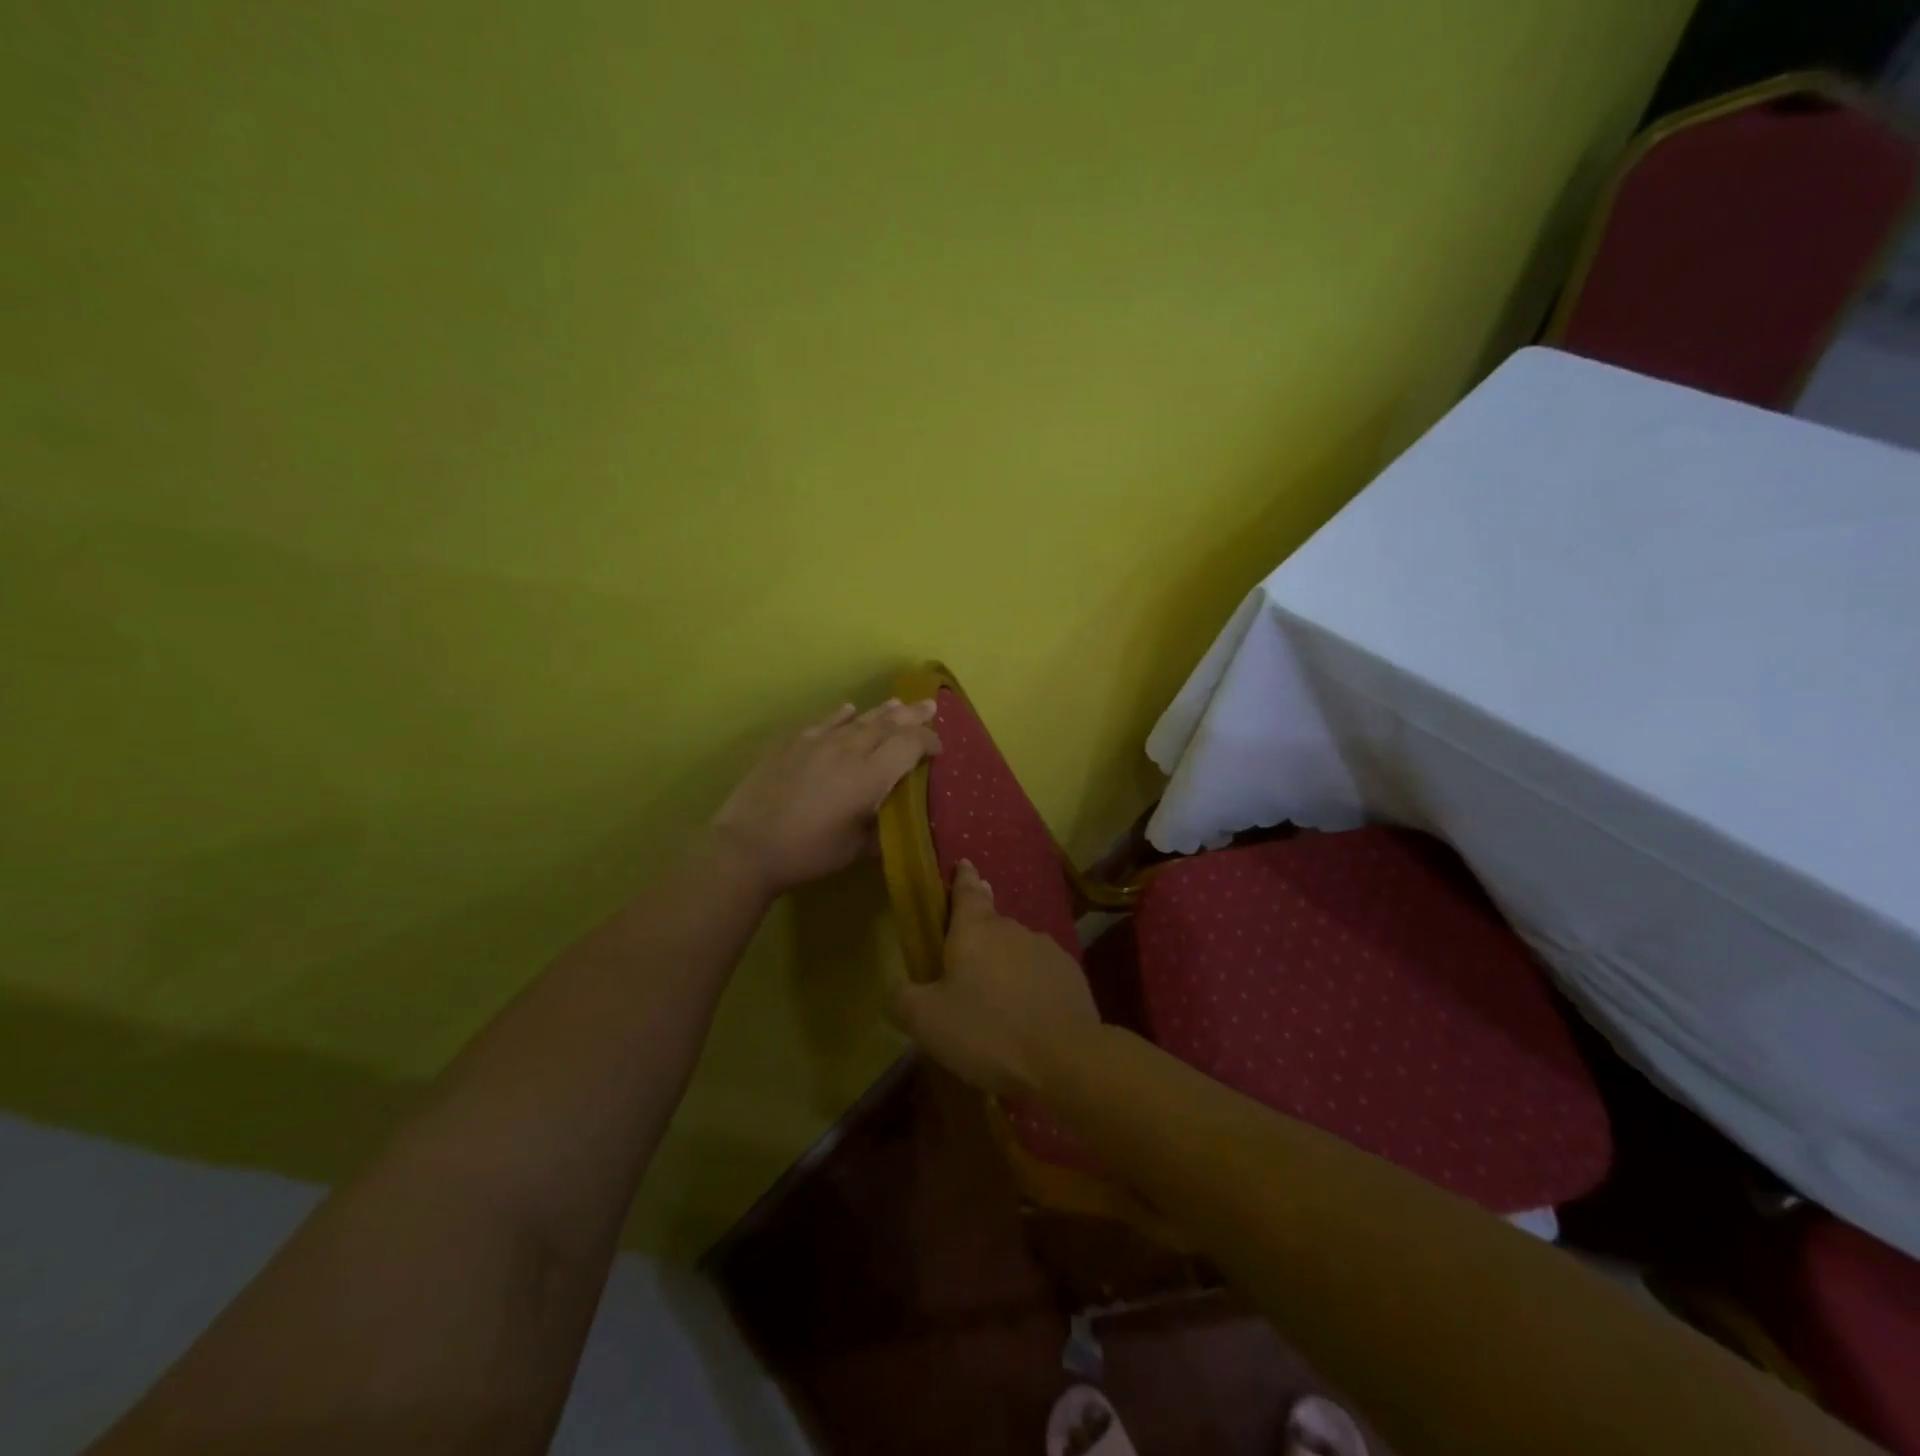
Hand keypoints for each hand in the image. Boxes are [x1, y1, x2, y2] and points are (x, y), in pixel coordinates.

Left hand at [711, 698, 940, 897]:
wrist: (748, 845)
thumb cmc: (808, 852)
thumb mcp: (856, 849)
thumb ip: (881, 829)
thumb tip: (896, 821)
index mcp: (870, 777)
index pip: (909, 745)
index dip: (928, 741)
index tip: (938, 748)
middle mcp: (849, 750)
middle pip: (887, 724)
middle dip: (912, 716)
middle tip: (929, 706)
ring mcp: (818, 742)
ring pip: (858, 719)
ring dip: (882, 711)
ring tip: (898, 703)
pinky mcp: (792, 743)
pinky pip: (824, 722)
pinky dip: (840, 715)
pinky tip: (848, 708)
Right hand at [889, 860, 1098, 1097]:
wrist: (1065, 1057)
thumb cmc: (987, 1030)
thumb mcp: (927, 1022)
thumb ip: (903, 1000)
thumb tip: (897, 991)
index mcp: (974, 929)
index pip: (966, 890)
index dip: (961, 878)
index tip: (963, 864)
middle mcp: (1011, 928)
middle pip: (991, 922)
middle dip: (978, 933)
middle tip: (965, 956)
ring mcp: (1046, 949)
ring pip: (1017, 949)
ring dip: (1005, 964)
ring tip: (995, 999)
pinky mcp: (1071, 975)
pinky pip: (1041, 974)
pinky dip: (1030, 987)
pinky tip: (1026, 1016)